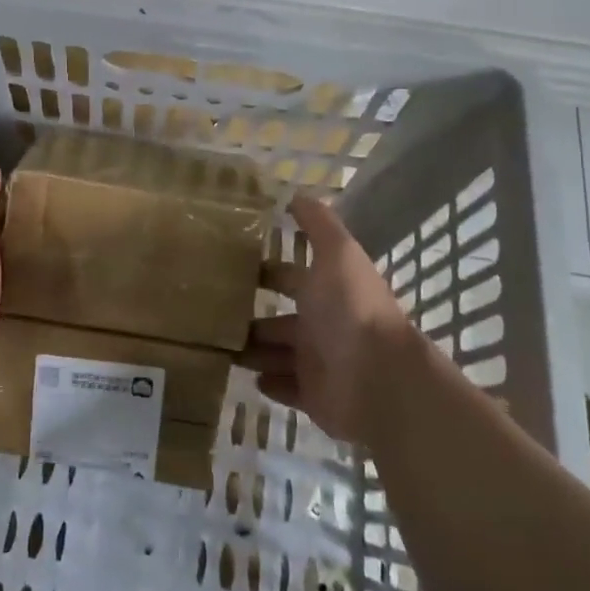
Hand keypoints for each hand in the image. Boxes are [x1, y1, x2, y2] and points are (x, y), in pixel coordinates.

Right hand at [240, 195, 424, 445]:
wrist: (377, 379)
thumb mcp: (337, 254)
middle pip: (280, 319)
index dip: (266, 270)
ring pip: (276, 353)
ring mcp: (318, 363)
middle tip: (211, 312)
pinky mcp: (313, 397)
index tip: (229, 266)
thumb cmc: (351, 310)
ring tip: (218, 345)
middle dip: (251, 315)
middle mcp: (322, 324)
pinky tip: (248, 376)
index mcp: (326, 290)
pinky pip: (286, 388)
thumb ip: (319, 225)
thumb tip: (297, 193)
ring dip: (252, 349)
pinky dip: (269, 382)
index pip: (289, 276)